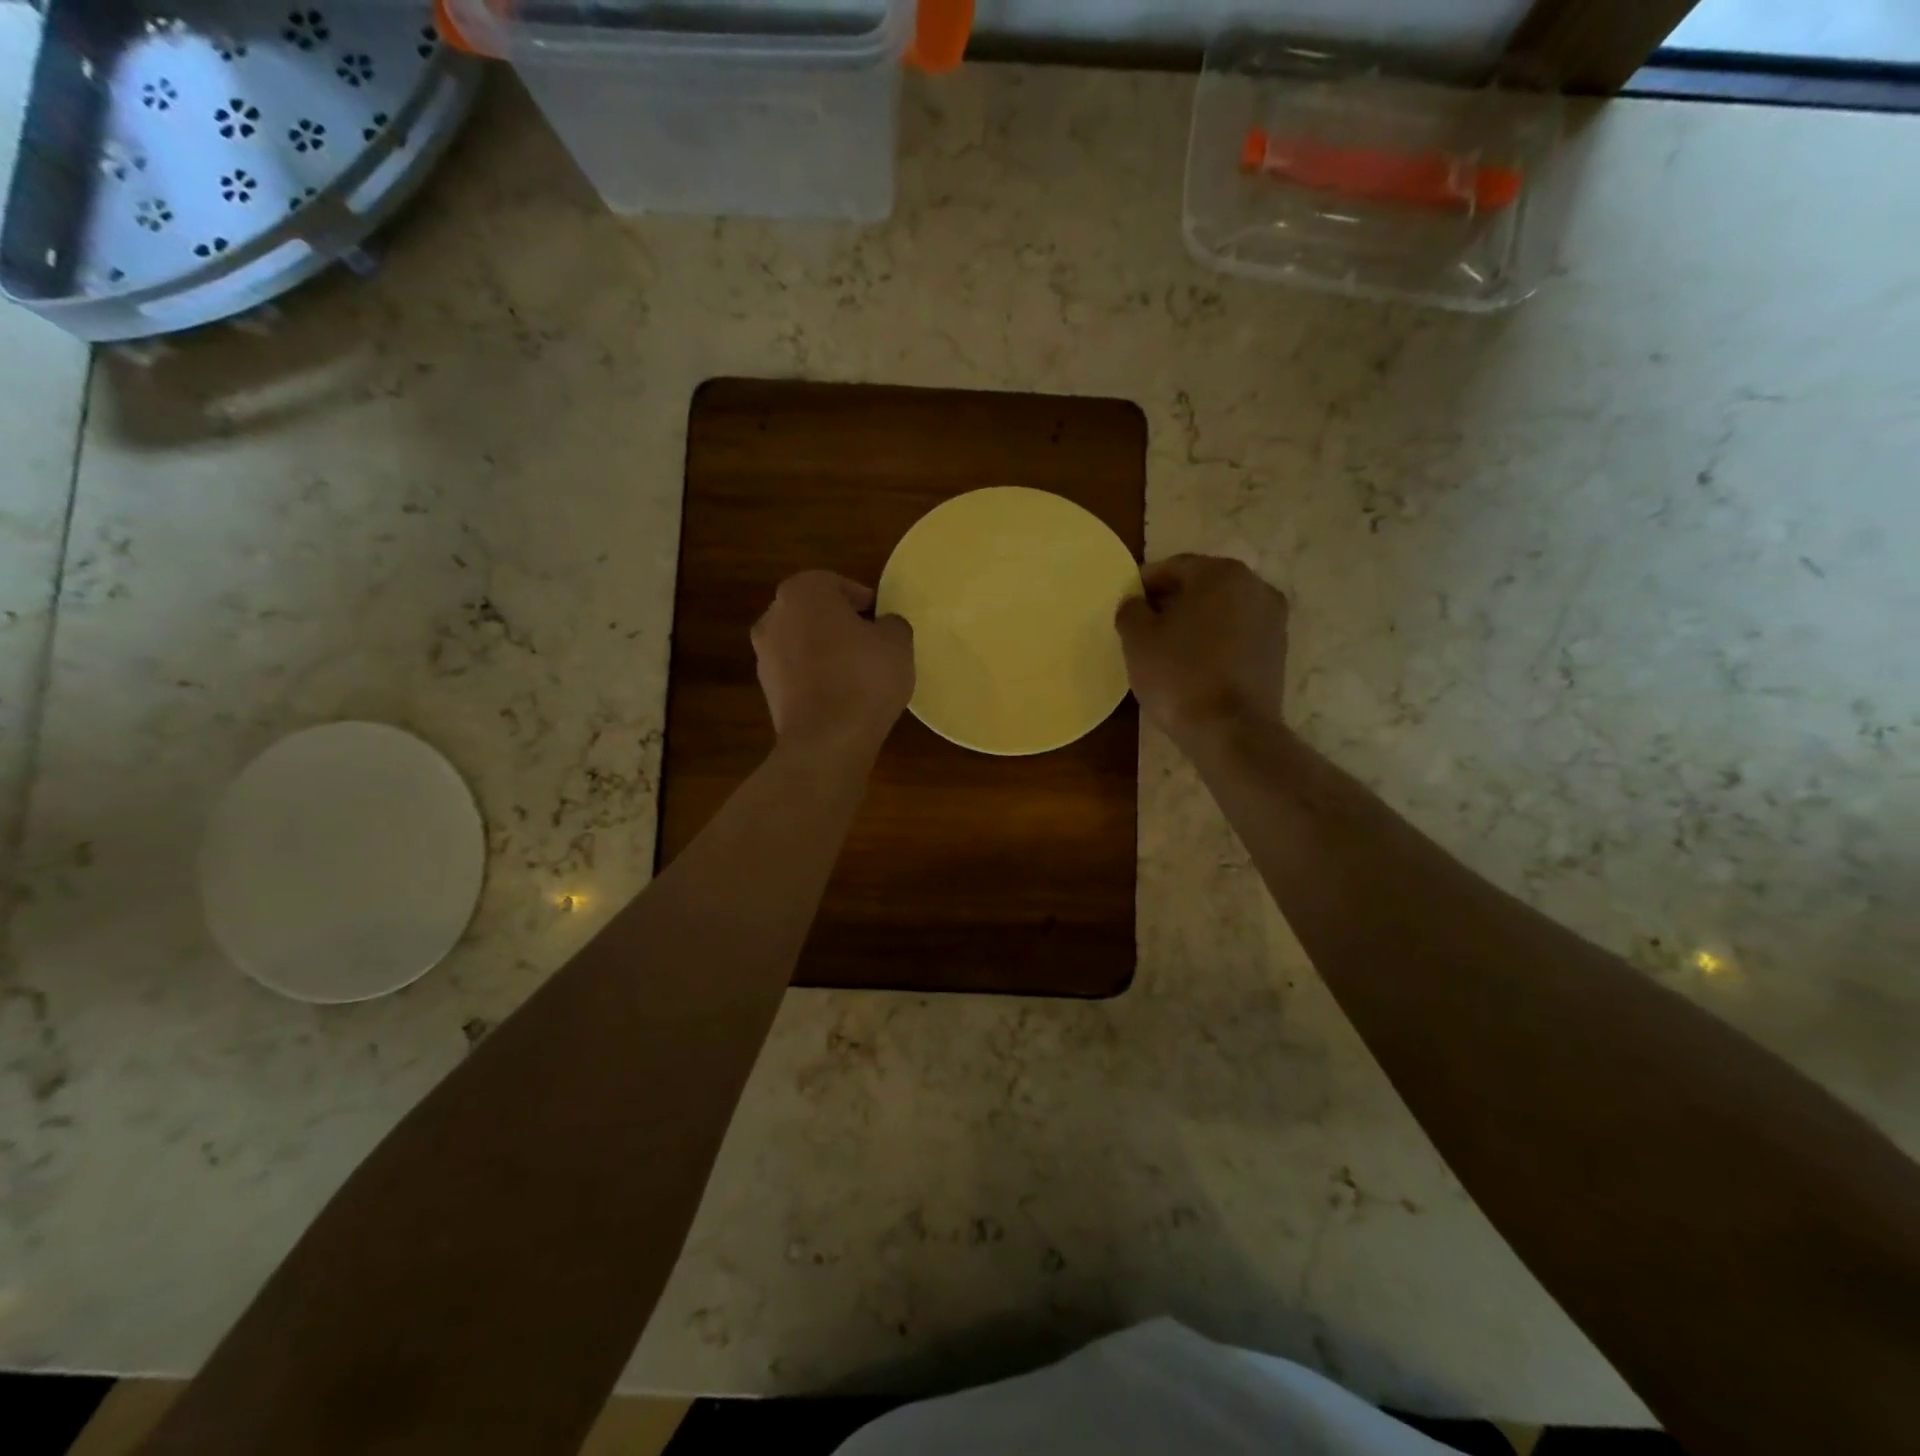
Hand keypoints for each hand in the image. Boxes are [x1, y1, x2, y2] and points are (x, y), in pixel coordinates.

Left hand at [752, 571, 913, 756]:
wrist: (826, 741)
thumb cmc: (864, 678)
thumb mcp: (898, 642)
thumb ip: (892, 624)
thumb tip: (883, 627)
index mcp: (803, 592)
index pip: (838, 585)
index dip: (865, 602)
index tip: (884, 622)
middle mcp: (774, 617)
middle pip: (816, 614)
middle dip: (843, 626)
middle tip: (874, 645)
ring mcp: (764, 655)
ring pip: (805, 644)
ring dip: (828, 653)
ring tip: (860, 676)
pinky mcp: (767, 691)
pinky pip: (799, 674)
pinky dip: (817, 679)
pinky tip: (843, 698)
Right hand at [1116, 554, 1288, 743]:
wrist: (1230, 731)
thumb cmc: (1179, 675)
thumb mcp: (1138, 640)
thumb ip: (1131, 610)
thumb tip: (1136, 603)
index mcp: (1221, 573)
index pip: (1174, 567)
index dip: (1144, 584)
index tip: (1126, 604)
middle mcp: (1255, 587)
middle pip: (1202, 586)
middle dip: (1172, 602)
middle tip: (1143, 626)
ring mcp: (1273, 620)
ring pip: (1222, 611)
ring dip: (1195, 622)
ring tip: (1167, 648)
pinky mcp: (1278, 652)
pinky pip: (1236, 636)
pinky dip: (1214, 642)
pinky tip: (1193, 664)